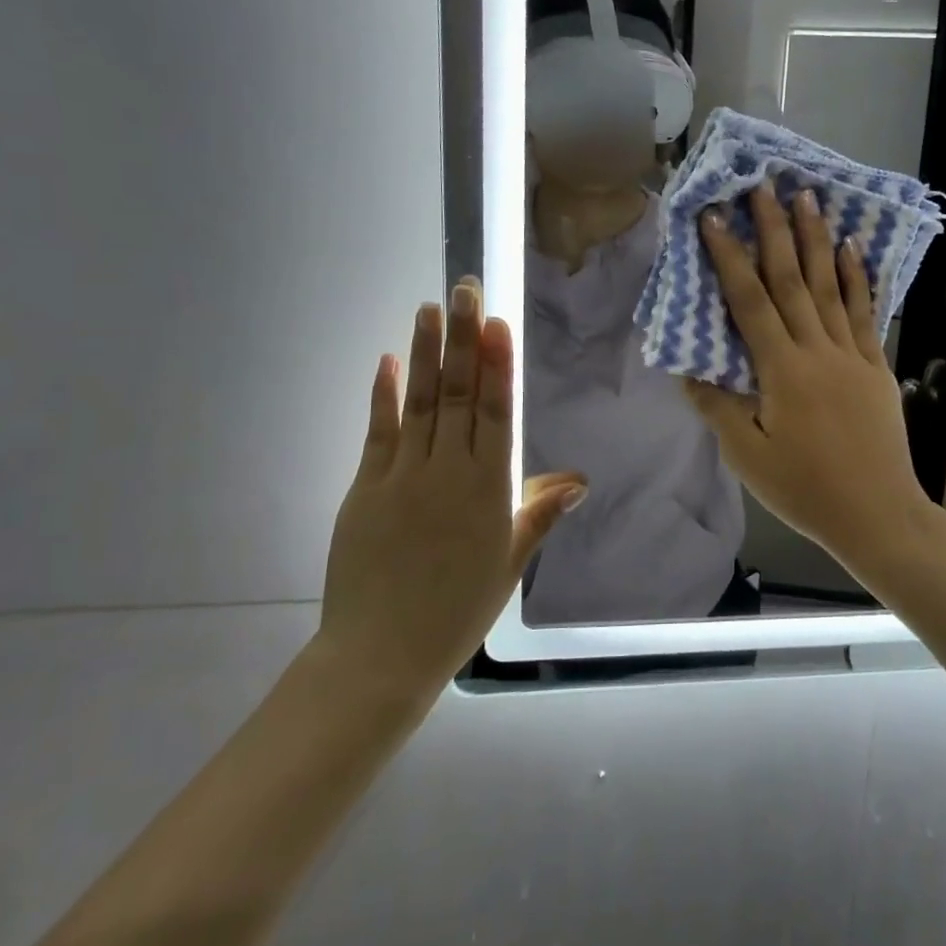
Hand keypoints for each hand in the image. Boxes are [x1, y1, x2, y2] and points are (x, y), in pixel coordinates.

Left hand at [313, 279, 585, 700]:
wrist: (381, 654)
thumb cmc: (458, 609)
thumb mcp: (509, 562)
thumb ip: (539, 512)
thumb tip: (580, 480)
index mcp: (488, 489)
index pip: (496, 412)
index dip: (497, 364)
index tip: (497, 323)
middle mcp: (447, 471)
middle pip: (459, 394)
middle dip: (464, 339)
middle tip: (465, 290)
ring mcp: (402, 476)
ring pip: (420, 403)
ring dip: (426, 354)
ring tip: (430, 309)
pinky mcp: (365, 487)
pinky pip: (378, 432)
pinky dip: (383, 395)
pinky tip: (388, 361)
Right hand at [683, 185, 930, 561]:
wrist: (878, 515)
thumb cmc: (805, 489)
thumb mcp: (747, 456)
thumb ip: (717, 407)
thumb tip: (688, 368)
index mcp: (781, 370)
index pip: (749, 302)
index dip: (729, 257)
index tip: (714, 217)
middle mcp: (817, 350)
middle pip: (791, 280)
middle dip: (774, 230)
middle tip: (765, 186)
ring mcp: (852, 355)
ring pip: (830, 286)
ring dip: (816, 240)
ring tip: (809, 198)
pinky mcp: (877, 367)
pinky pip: (866, 314)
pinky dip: (858, 279)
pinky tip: (853, 249)